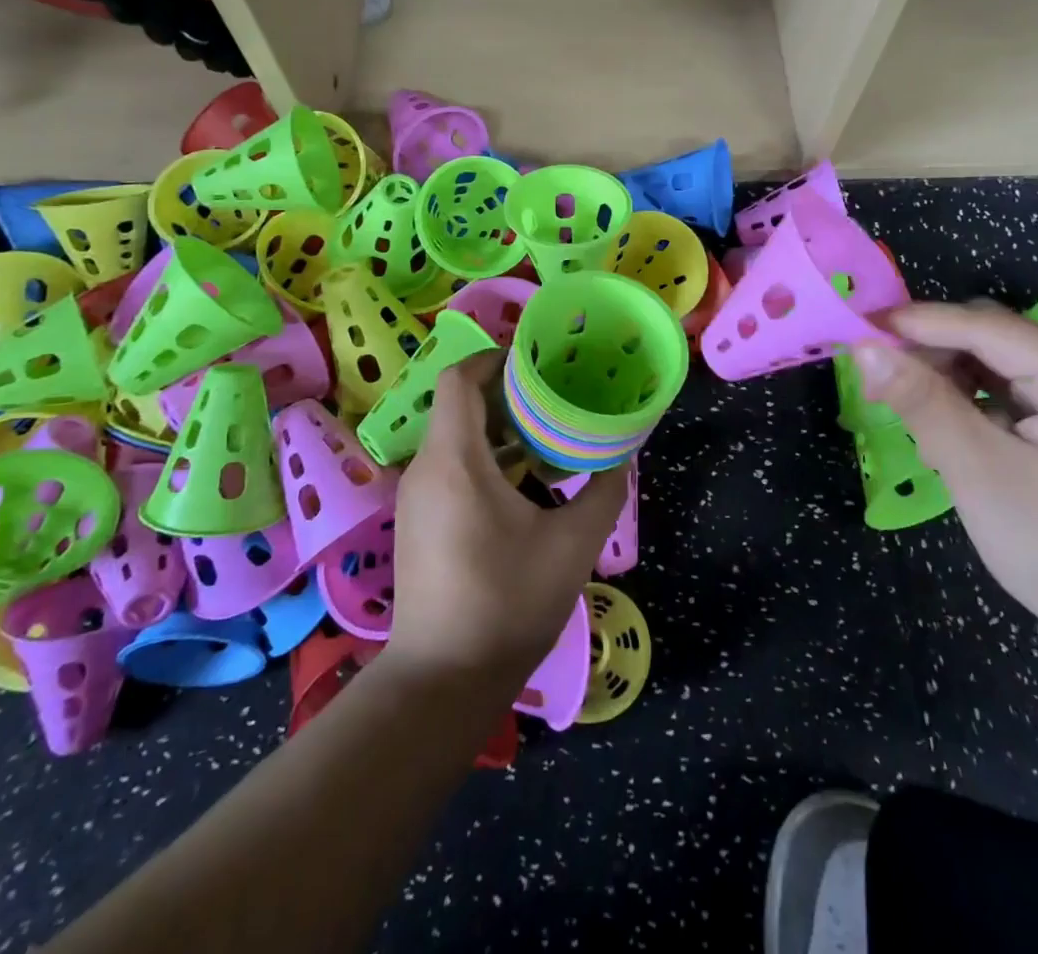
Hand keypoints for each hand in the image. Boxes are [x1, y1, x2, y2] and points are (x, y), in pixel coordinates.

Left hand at [387, 356, 626, 692]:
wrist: (444, 680)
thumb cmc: (508, 603)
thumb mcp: (573, 544)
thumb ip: (603, 490)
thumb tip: (621, 452)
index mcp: (455, 461)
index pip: (460, 379)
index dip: (494, 358)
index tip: (536, 359)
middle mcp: (426, 468)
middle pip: (459, 403)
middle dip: (506, 391)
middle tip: (555, 392)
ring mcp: (416, 496)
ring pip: (454, 435)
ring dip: (497, 425)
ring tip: (547, 430)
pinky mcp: (419, 519)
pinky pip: (449, 463)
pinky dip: (483, 454)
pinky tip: (523, 477)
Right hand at [852, 300, 1037, 671]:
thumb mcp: (983, 475)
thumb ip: (923, 404)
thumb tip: (865, 349)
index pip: (990, 328)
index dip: (920, 322)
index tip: (858, 326)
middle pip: (998, 343)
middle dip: (934, 355)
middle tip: (876, 379)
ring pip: (1003, 371)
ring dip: (950, 384)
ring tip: (908, 414)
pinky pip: (1017, 401)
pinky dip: (975, 409)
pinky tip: (947, 436)